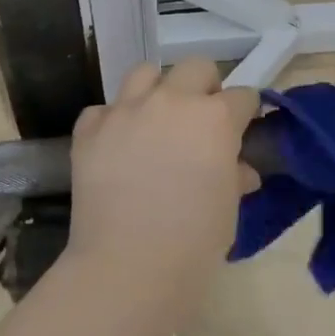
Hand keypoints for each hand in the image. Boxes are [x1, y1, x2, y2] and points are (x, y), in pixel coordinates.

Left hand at [64, 59, 260, 311]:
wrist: (129, 267)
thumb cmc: (194, 243)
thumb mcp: (227, 208)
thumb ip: (233, 176)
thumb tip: (238, 171)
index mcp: (215, 118)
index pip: (242, 96)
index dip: (245, 113)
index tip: (243, 129)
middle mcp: (171, 101)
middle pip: (196, 68)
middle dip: (205, 88)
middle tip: (201, 121)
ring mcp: (125, 111)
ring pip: (145, 73)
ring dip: (157, 91)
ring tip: (156, 121)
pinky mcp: (89, 130)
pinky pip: (103, 110)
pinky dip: (113, 121)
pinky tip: (117, 146)